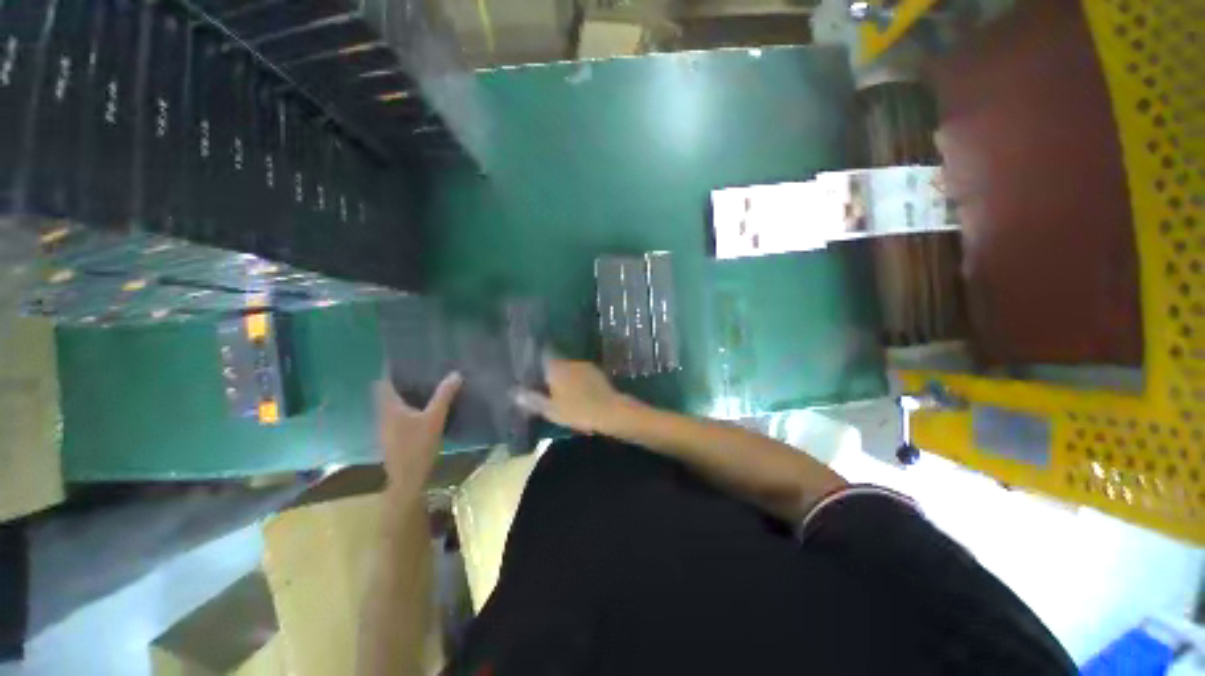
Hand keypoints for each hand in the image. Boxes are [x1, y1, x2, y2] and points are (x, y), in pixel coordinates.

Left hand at [376, 372, 461, 496]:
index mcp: (389, 406)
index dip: (391, 369)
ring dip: (403, 393)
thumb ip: (444, 395)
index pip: (384, 381)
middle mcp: (383, 413)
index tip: (403, 358)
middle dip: (399, 380)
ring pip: (391, 403)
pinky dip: (407, 405)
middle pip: (386, 391)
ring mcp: (386, 426)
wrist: (407, 478)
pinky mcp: (392, 436)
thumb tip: (455, 374)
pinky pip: (397, 413)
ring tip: (423, 384)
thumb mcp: (435, 418)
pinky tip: (423, 407)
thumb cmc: (417, 446)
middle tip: (418, 369)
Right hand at [513, 357, 631, 434]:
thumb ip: (532, 400)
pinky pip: (580, 373)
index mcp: (556, 368)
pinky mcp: (597, 373)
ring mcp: (585, 366)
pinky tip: (576, 391)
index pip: (541, 356)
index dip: (534, 361)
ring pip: (568, 368)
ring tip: (559, 390)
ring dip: (563, 376)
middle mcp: (570, 362)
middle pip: (554, 363)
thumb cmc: (578, 411)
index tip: (529, 369)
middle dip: (548, 372)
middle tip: (542, 385)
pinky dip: (576, 380)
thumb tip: (514, 392)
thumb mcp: (551, 410)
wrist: (611, 411)